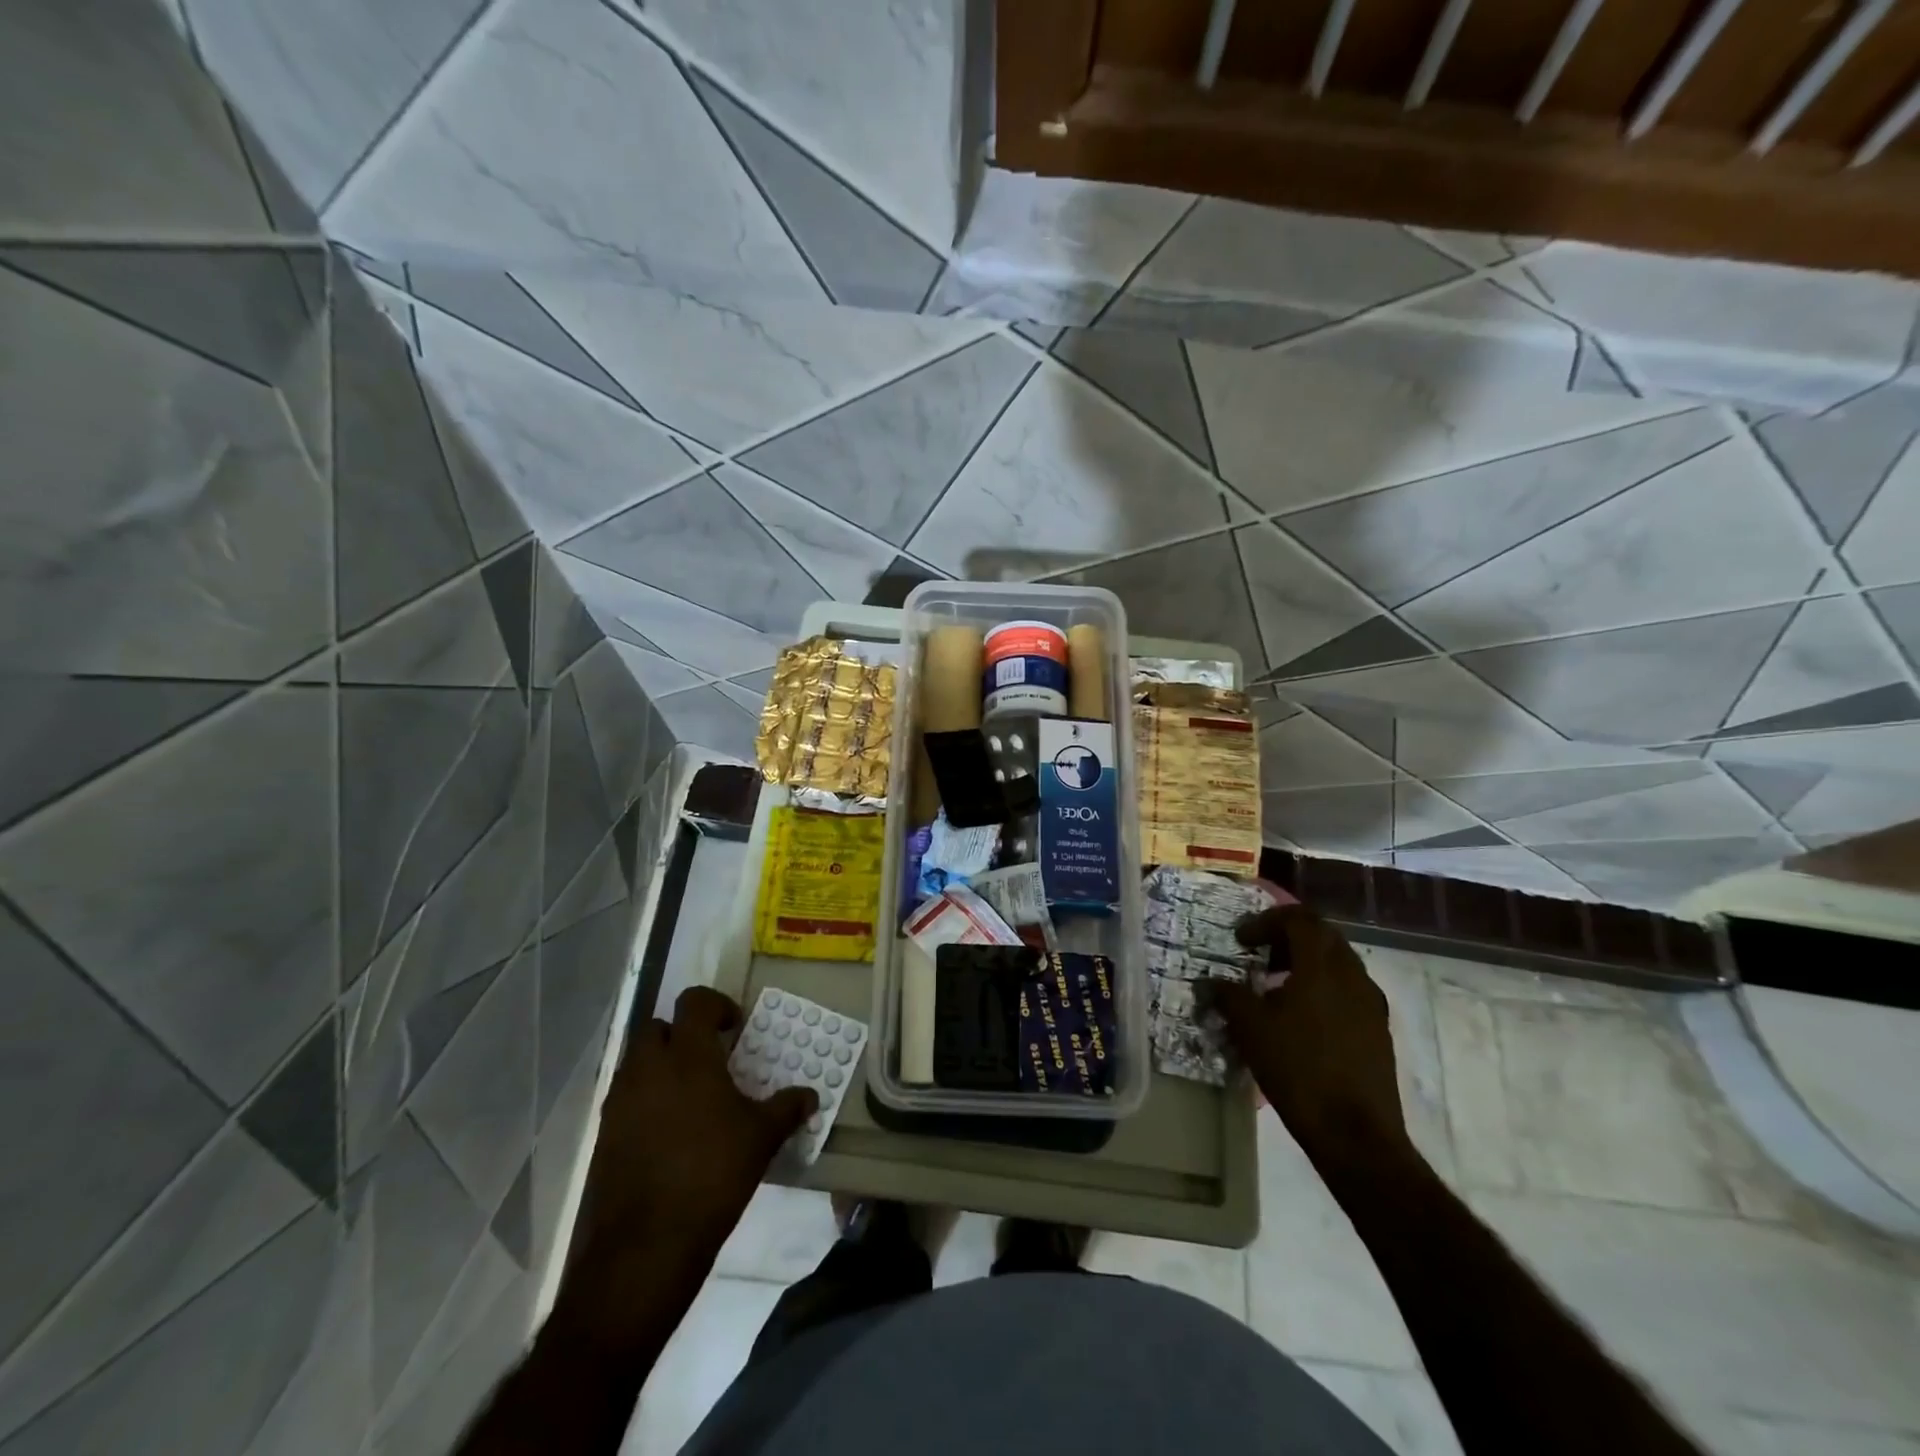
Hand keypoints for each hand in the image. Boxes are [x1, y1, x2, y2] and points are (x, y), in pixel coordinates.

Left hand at [578, 987, 815, 1263]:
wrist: (645, 1245)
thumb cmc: (712, 1174)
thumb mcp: (762, 1138)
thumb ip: (787, 1108)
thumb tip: (810, 1096)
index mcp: (688, 1055)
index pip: (694, 1002)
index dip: (716, 1005)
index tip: (734, 1028)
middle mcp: (648, 1068)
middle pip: (657, 1027)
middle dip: (681, 1034)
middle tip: (709, 1059)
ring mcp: (619, 1101)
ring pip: (637, 1063)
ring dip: (661, 1067)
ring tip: (690, 1098)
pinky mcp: (604, 1135)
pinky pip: (625, 1099)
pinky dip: (645, 1101)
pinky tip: (668, 1134)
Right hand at [1213, 905, 1412, 1171]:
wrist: (1356, 1135)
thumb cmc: (1298, 1070)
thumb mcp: (1250, 1029)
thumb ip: (1227, 996)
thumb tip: (1207, 982)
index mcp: (1323, 967)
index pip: (1300, 919)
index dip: (1267, 921)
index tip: (1242, 940)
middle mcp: (1353, 976)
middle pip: (1322, 936)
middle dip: (1287, 937)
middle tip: (1258, 953)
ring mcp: (1370, 1004)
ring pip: (1337, 963)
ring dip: (1305, 963)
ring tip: (1275, 986)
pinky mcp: (1377, 1030)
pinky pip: (1347, 991)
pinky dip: (1321, 988)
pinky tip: (1299, 1018)